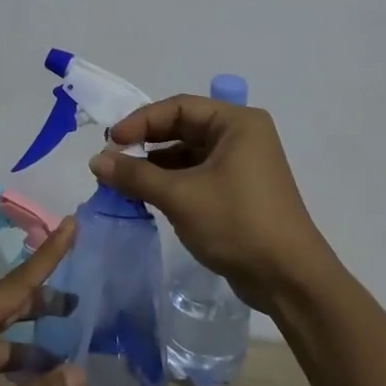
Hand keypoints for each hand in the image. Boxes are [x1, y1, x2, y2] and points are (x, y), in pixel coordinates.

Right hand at [89, 96, 330, 311]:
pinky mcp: (238, 190)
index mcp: (236, 123)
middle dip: (146, 143)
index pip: (179, 107)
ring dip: (155, 165)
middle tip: (112, 159)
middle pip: (182, 127)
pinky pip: (196, 175)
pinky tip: (146, 196)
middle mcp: (241, 136)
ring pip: (187, 154)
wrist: (288, 278)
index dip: (141, 121)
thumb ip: (136, 175)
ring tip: (122, 181)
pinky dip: (171, 182)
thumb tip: (96, 160)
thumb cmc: (237, 223)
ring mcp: (241, 164)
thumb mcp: (181, 196)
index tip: (111, 141)